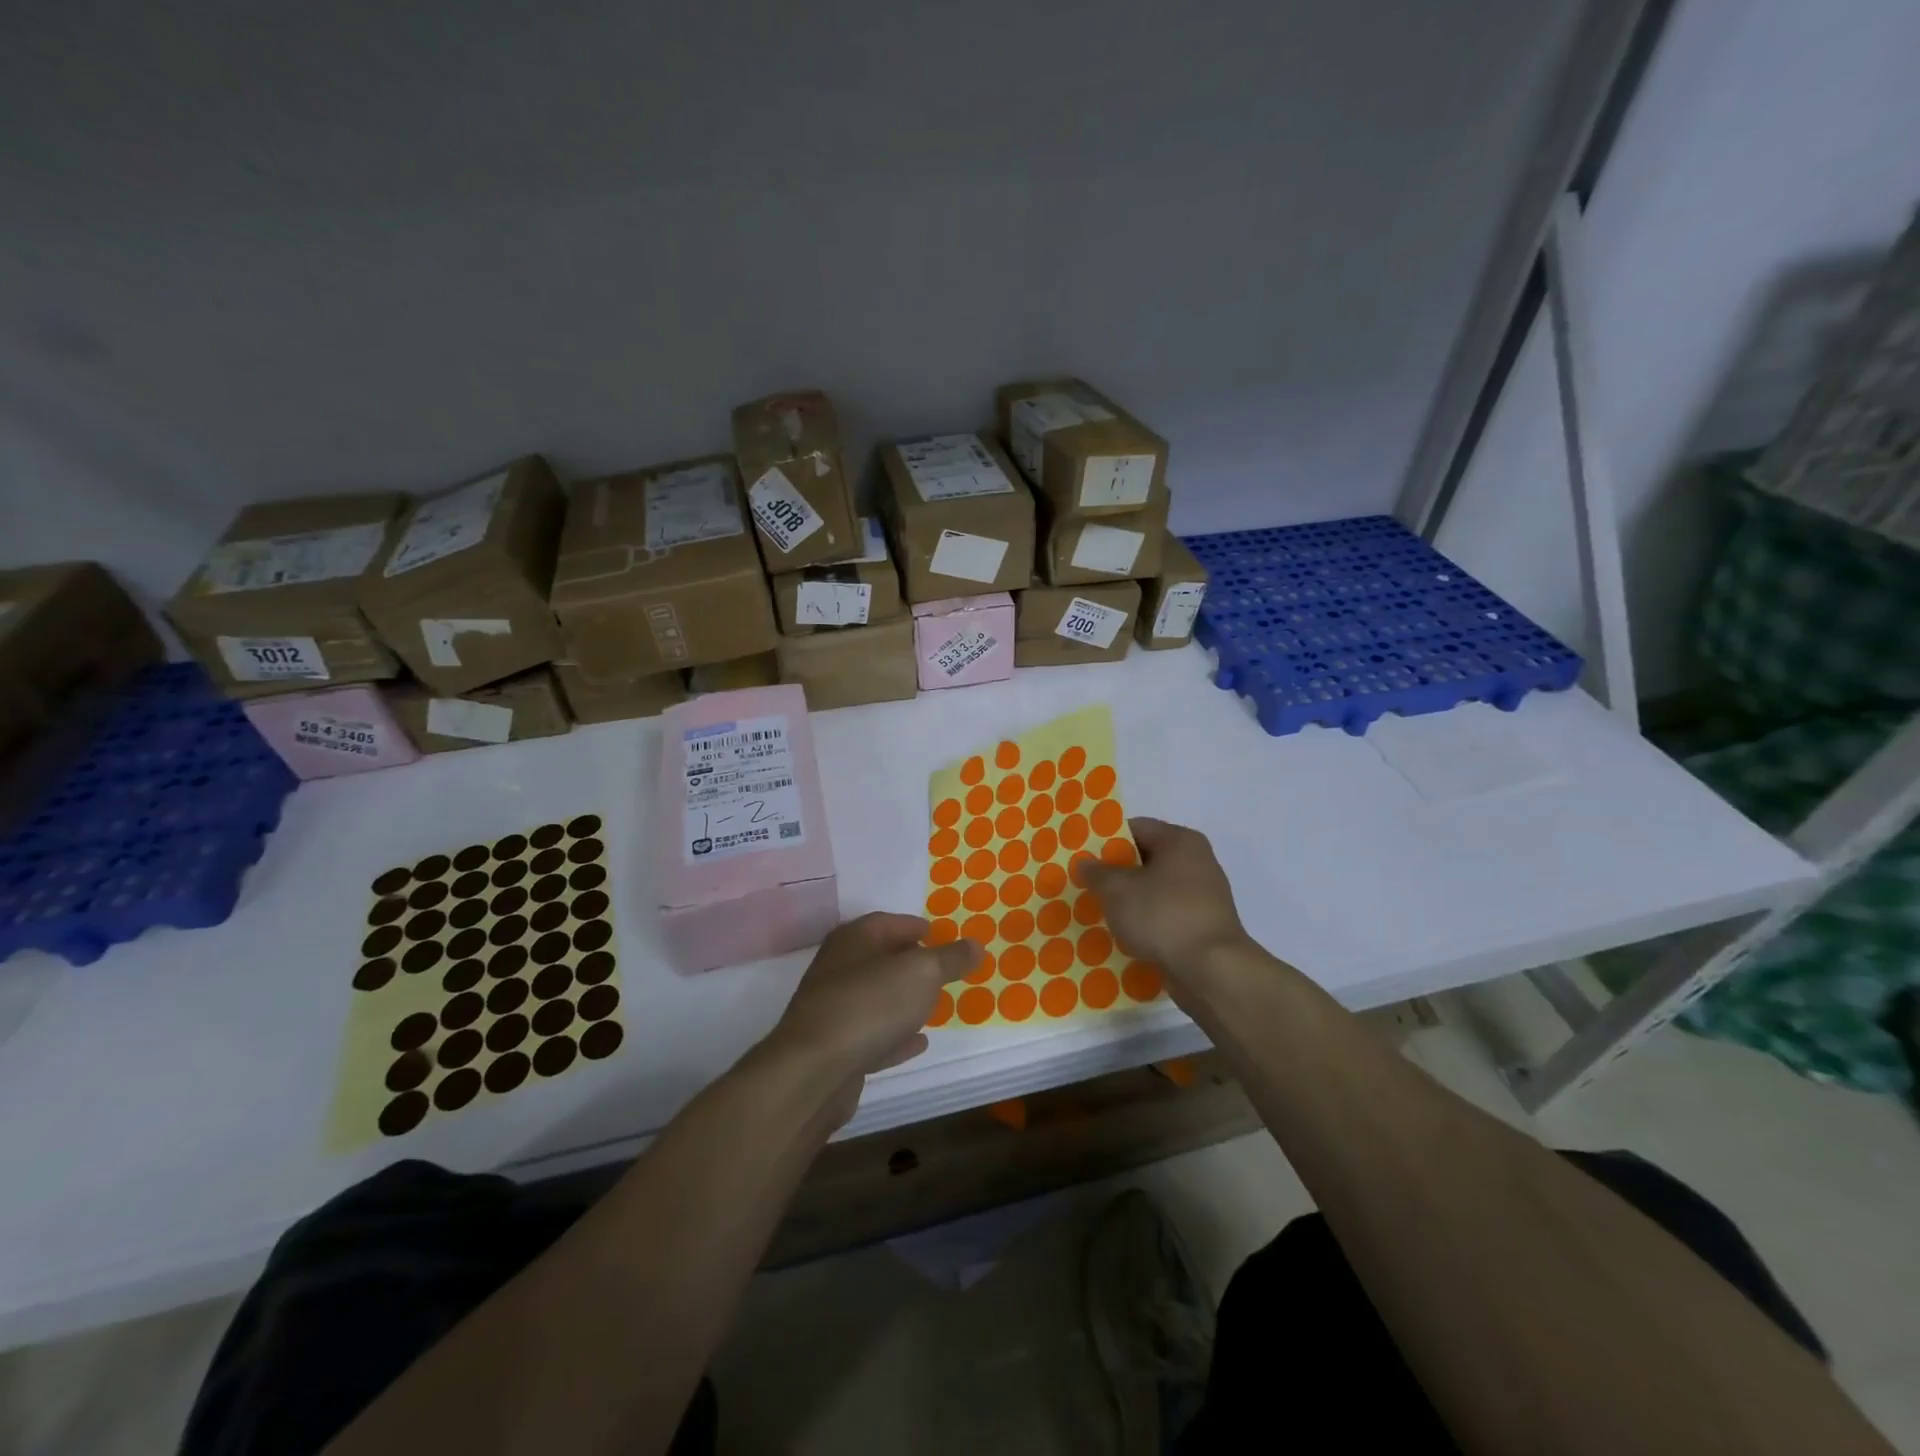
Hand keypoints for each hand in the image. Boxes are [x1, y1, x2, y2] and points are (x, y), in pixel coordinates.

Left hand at [760, 913, 980, 1113]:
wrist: (813, 1072)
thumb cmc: (870, 1004)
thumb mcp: (922, 973)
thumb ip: (950, 958)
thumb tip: (975, 944)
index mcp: (854, 939)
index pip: (888, 922)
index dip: (916, 926)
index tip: (941, 936)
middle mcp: (838, 968)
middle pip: (879, 958)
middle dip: (910, 962)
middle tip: (942, 970)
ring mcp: (833, 1010)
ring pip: (875, 997)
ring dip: (902, 1000)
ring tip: (934, 1004)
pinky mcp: (834, 1049)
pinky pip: (872, 1035)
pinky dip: (894, 1036)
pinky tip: (917, 1042)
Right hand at [1079, 817, 1249, 976]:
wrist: (1211, 971)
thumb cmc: (1162, 916)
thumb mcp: (1117, 890)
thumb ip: (1097, 872)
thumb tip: (1086, 862)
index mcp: (1180, 841)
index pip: (1136, 828)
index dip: (1106, 840)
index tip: (1082, 856)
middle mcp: (1197, 861)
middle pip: (1146, 859)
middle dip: (1116, 873)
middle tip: (1086, 885)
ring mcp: (1204, 896)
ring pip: (1155, 890)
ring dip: (1130, 900)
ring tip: (1099, 912)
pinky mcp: (1203, 926)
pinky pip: (1166, 916)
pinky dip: (1147, 922)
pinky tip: (1124, 936)